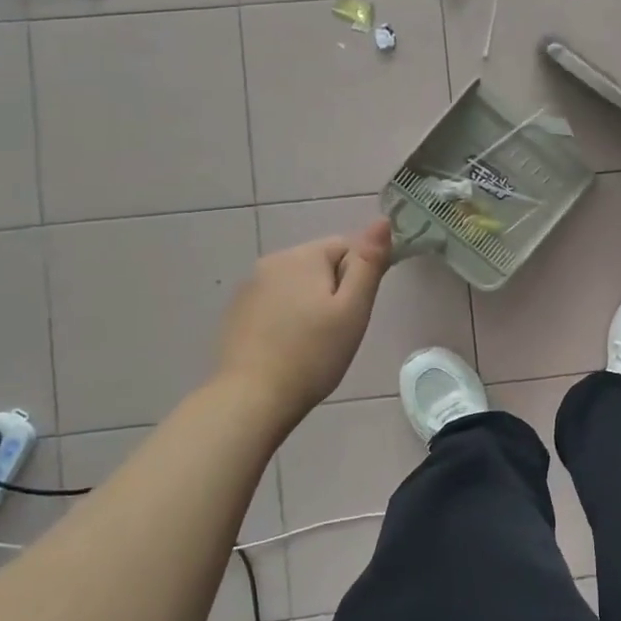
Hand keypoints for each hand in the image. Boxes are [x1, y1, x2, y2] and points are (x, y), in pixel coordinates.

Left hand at [216, 220, 392, 423]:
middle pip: (320, 264)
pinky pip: (275, 304)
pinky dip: (287, 318)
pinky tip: (289, 348)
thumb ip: (369, 263)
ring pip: (297, 285)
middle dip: (334, 291)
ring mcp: (249, 288)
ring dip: (311, 304)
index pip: (347, 247)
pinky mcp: (237, 313)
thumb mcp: (353, 309)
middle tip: (339, 331)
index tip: (356, 311)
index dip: (360, 277)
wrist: (252, 399)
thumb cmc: (313, 354)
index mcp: (302, 256)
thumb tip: (382, 221)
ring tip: (314, 343)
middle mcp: (272, 262)